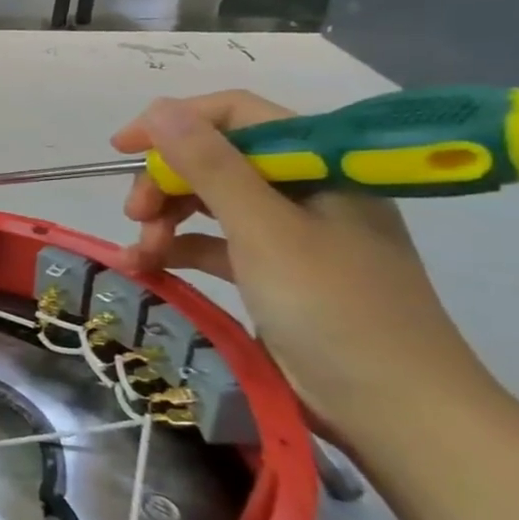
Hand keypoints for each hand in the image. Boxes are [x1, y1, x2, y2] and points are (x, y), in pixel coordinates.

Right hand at [111, 92, 491, 438]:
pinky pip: (214, 244)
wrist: (395, 411)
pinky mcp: (274, 273)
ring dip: (167, 218)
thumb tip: (159, 108)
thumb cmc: (334, 309)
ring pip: (210, 203)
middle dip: (168, 181)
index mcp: (321, 166)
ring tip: (142, 252)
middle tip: (135, 214)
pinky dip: (179, 250)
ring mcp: (291, 234)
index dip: (177, 122)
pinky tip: (147, 268)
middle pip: (218, 160)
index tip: (123, 147)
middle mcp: (306, 191)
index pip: (239, 116)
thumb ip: (211, 166)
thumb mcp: (265, 230)